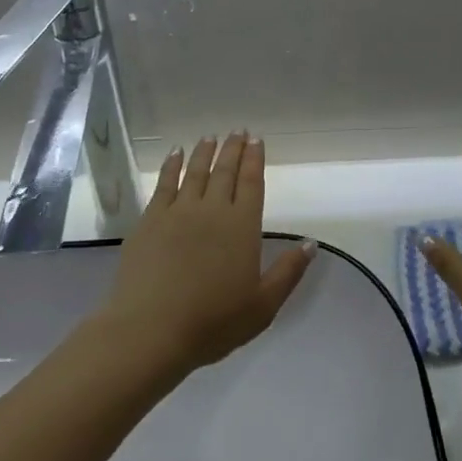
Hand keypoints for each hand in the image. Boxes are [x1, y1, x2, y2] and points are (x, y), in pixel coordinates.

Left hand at [97, 133, 314, 376]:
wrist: (151, 329)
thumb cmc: (213, 322)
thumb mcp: (262, 306)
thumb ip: (288, 272)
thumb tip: (310, 243)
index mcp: (242, 226)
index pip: (251, 183)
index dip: (254, 160)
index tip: (257, 140)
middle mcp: (212, 209)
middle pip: (225, 171)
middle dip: (233, 149)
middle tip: (238, 131)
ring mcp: (178, 211)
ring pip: (195, 171)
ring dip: (205, 152)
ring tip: (210, 136)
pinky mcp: (150, 219)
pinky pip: (164, 183)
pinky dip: (172, 165)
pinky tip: (175, 154)